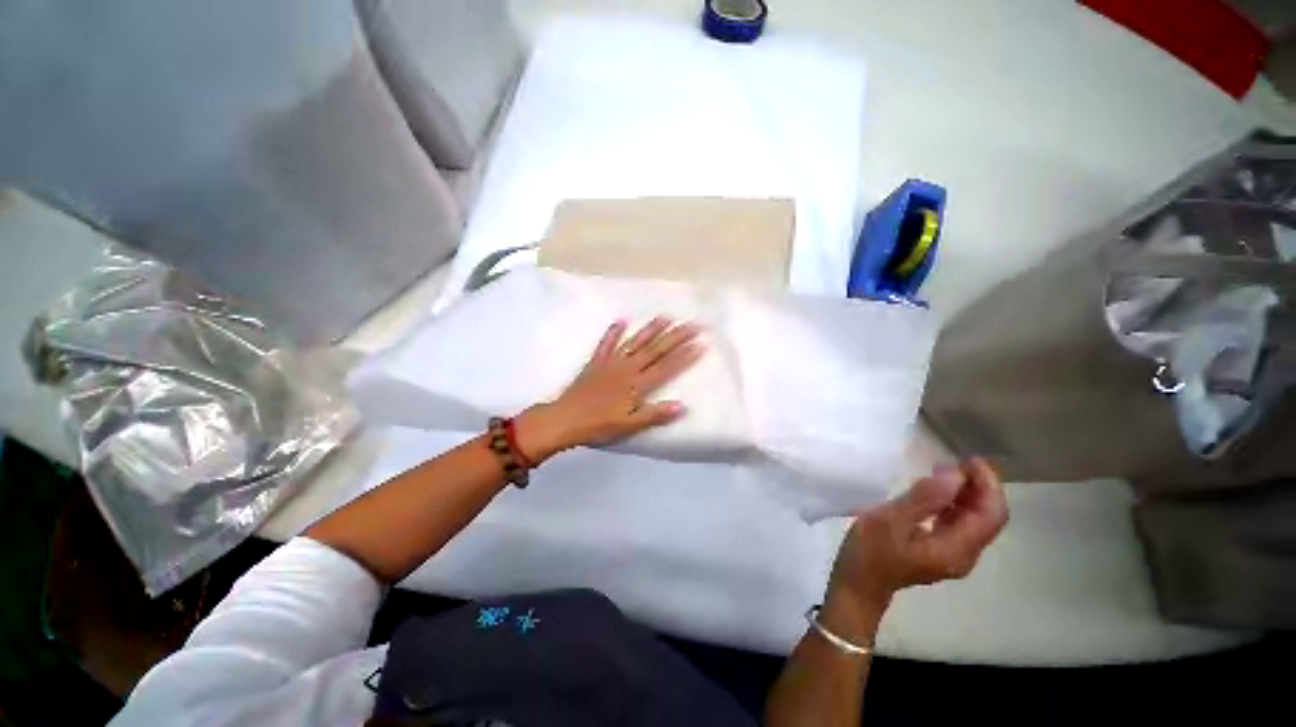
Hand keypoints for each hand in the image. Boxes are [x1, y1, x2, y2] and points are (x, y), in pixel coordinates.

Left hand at [515, 317, 704, 461]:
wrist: (564, 419)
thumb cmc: (598, 425)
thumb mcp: (629, 425)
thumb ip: (655, 414)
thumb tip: (682, 406)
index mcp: (637, 385)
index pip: (666, 368)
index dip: (685, 356)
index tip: (700, 344)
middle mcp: (627, 369)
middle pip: (655, 350)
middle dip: (676, 337)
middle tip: (692, 324)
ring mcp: (611, 363)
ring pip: (635, 342)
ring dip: (651, 329)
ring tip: (666, 317)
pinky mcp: (596, 362)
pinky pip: (606, 344)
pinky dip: (614, 332)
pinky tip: (622, 320)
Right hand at [823, 458, 1008, 633]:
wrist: (859, 584)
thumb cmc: (870, 551)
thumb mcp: (891, 520)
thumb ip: (923, 499)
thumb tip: (954, 475)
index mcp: (955, 549)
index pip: (990, 515)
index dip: (988, 485)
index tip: (969, 460)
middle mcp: (963, 554)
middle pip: (987, 518)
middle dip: (980, 487)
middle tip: (958, 460)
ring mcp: (953, 555)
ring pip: (975, 521)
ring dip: (968, 494)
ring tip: (948, 470)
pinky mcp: (941, 552)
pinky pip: (959, 524)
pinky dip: (955, 504)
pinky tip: (937, 491)